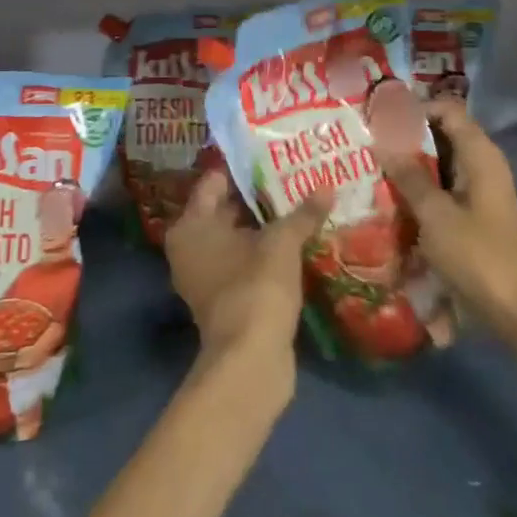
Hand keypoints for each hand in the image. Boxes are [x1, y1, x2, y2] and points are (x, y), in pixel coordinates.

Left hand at [164, 170, 329, 367]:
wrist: (250, 361)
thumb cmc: (255, 286)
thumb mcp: (282, 243)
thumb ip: (302, 213)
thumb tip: (327, 186)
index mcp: (190, 226)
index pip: (214, 182)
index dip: (243, 168)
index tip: (273, 155)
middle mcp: (190, 247)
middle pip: (225, 209)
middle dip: (259, 196)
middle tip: (294, 176)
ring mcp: (205, 276)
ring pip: (238, 237)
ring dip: (265, 226)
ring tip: (301, 203)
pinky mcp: (225, 299)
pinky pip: (245, 262)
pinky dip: (265, 252)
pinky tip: (297, 241)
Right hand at [381, 96, 516, 341]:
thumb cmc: (477, 256)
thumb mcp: (435, 214)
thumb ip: (409, 176)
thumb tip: (381, 140)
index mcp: (480, 155)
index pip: (447, 110)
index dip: (414, 108)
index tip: (379, 118)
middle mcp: (483, 165)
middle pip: (443, 135)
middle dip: (406, 137)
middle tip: (368, 141)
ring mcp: (481, 191)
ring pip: (441, 163)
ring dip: (411, 164)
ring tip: (371, 167)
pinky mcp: (475, 215)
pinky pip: (444, 188)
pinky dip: (421, 188)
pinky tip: (392, 198)